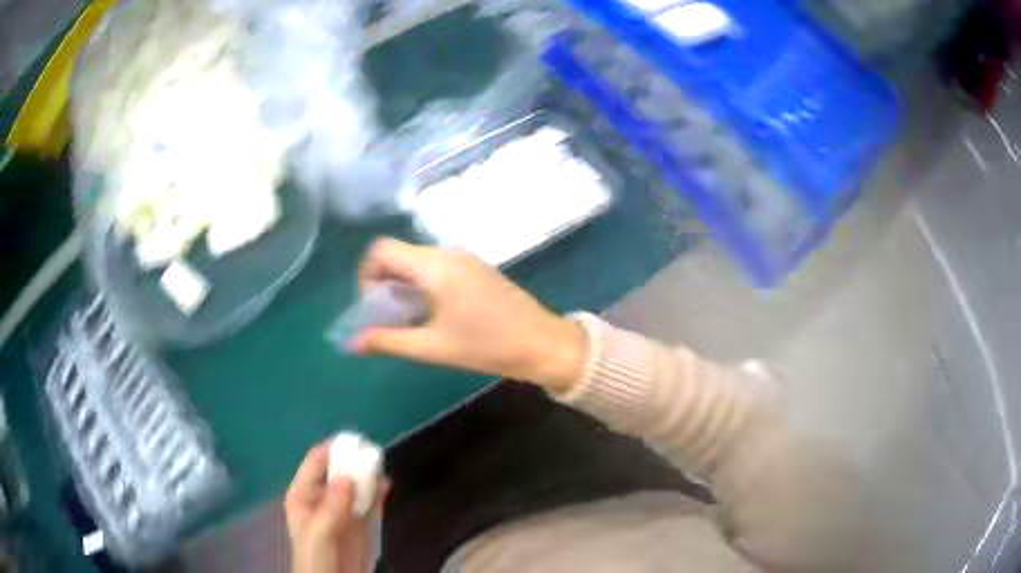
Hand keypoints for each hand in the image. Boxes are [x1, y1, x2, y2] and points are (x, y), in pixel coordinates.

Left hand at [285, 444, 386, 572]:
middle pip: (339, 470)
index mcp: (304, 494)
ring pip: (356, 484)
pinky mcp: (361, 522)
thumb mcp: (320, 531)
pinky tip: (388, 483)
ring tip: (383, 463)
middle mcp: (322, 497)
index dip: (334, 449)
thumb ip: (332, 506)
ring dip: (369, 474)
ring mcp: (343, 509)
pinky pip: (370, 501)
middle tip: (374, 452)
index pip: (317, 462)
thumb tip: (348, 477)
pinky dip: (378, 491)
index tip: (356, 441)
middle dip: (355, 460)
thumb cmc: (317, 557)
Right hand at [352, 239, 587, 392]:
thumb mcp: (432, 347)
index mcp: (435, 265)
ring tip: (409, 318)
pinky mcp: (477, 268)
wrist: (542, 343)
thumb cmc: (486, 346)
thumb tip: (353, 343)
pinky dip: (423, 283)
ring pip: (418, 260)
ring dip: (404, 284)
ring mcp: (465, 258)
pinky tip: (432, 312)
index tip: (372, 304)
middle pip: (399, 253)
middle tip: (387, 316)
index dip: (367, 273)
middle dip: (384, 282)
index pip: (382, 249)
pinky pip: (437, 266)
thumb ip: (389, 341)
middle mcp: (448, 252)